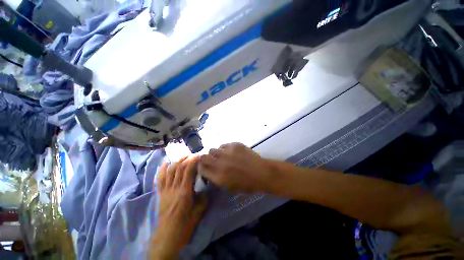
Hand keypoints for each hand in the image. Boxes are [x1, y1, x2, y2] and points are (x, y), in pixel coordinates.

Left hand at [150, 156, 206, 259]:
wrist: (168, 237)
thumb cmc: (185, 225)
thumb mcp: (199, 212)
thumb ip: (204, 197)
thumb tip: (207, 188)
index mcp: (184, 192)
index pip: (188, 171)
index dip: (193, 160)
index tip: (199, 155)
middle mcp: (174, 188)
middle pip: (179, 168)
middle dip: (187, 158)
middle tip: (194, 155)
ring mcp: (165, 190)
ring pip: (170, 170)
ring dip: (177, 161)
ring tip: (184, 156)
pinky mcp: (160, 193)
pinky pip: (160, 178)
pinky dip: (163, 169)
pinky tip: (167, 162)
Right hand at [199, 143, 272, 192]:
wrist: (262, 173)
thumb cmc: (247, 184)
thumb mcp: (229, 187)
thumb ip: (216, 178)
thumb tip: (209, 171)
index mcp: (219, 177)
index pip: (201, 168)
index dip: (201, 167)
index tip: (204, 167)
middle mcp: (220, 163)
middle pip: (203, 156)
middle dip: (205, 158)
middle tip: (212, 160)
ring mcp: (227, 152)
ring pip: (213, 149)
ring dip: (216, 153)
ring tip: (223, 156)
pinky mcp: (235, 145)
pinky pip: (224, 145)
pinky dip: (225, 149)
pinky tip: (232, 152)